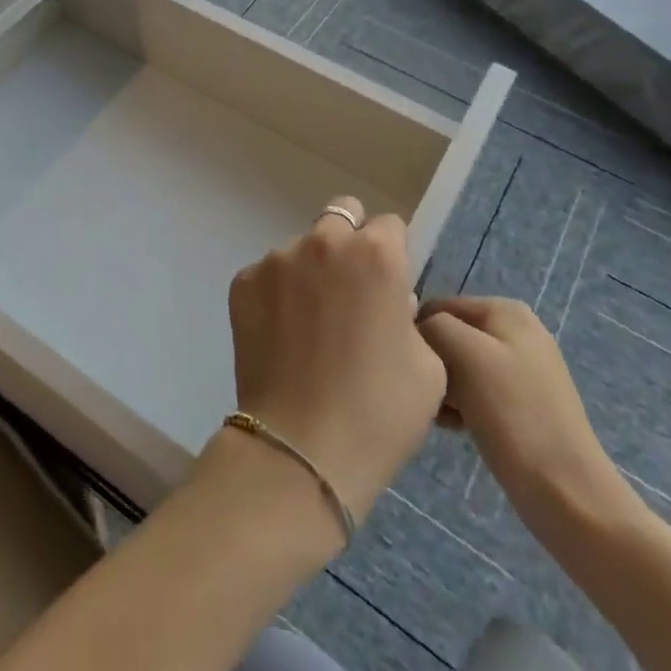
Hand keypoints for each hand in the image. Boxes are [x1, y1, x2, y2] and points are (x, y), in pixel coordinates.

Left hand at [228, 196, 446, 525]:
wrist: (300, 451)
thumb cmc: (378, 413)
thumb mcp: (427, 366)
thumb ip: (409, 317)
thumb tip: (387, 303)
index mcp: (375, 254)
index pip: (388, 226)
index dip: (393, 254)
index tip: (389, 286)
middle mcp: (324, 242)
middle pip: (341, 219)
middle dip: (349, 245)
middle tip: (349, 293)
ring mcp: (277, 259)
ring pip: (301, 248)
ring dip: (310, 271)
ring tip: (310, 325)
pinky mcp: (243, 282)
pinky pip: (268, 275)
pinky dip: (277, 295)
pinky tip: (282, 338)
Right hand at [416, 296, 633, 528]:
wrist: (567, 494)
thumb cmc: (513, 416)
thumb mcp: (465, 353)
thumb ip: (433, 326)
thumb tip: (419, 332)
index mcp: (505, 310)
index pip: (437, 307)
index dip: (418, 335)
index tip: (412, 370)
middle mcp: (516, 331)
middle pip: (449, 336)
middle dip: (433, 364)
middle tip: (429, 397)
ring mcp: (522, 369)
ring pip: (459, 367)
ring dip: (444, 389)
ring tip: (442, 416)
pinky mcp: (522, 405)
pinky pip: (476, 393)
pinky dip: (461, 407)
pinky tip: (457, 428)